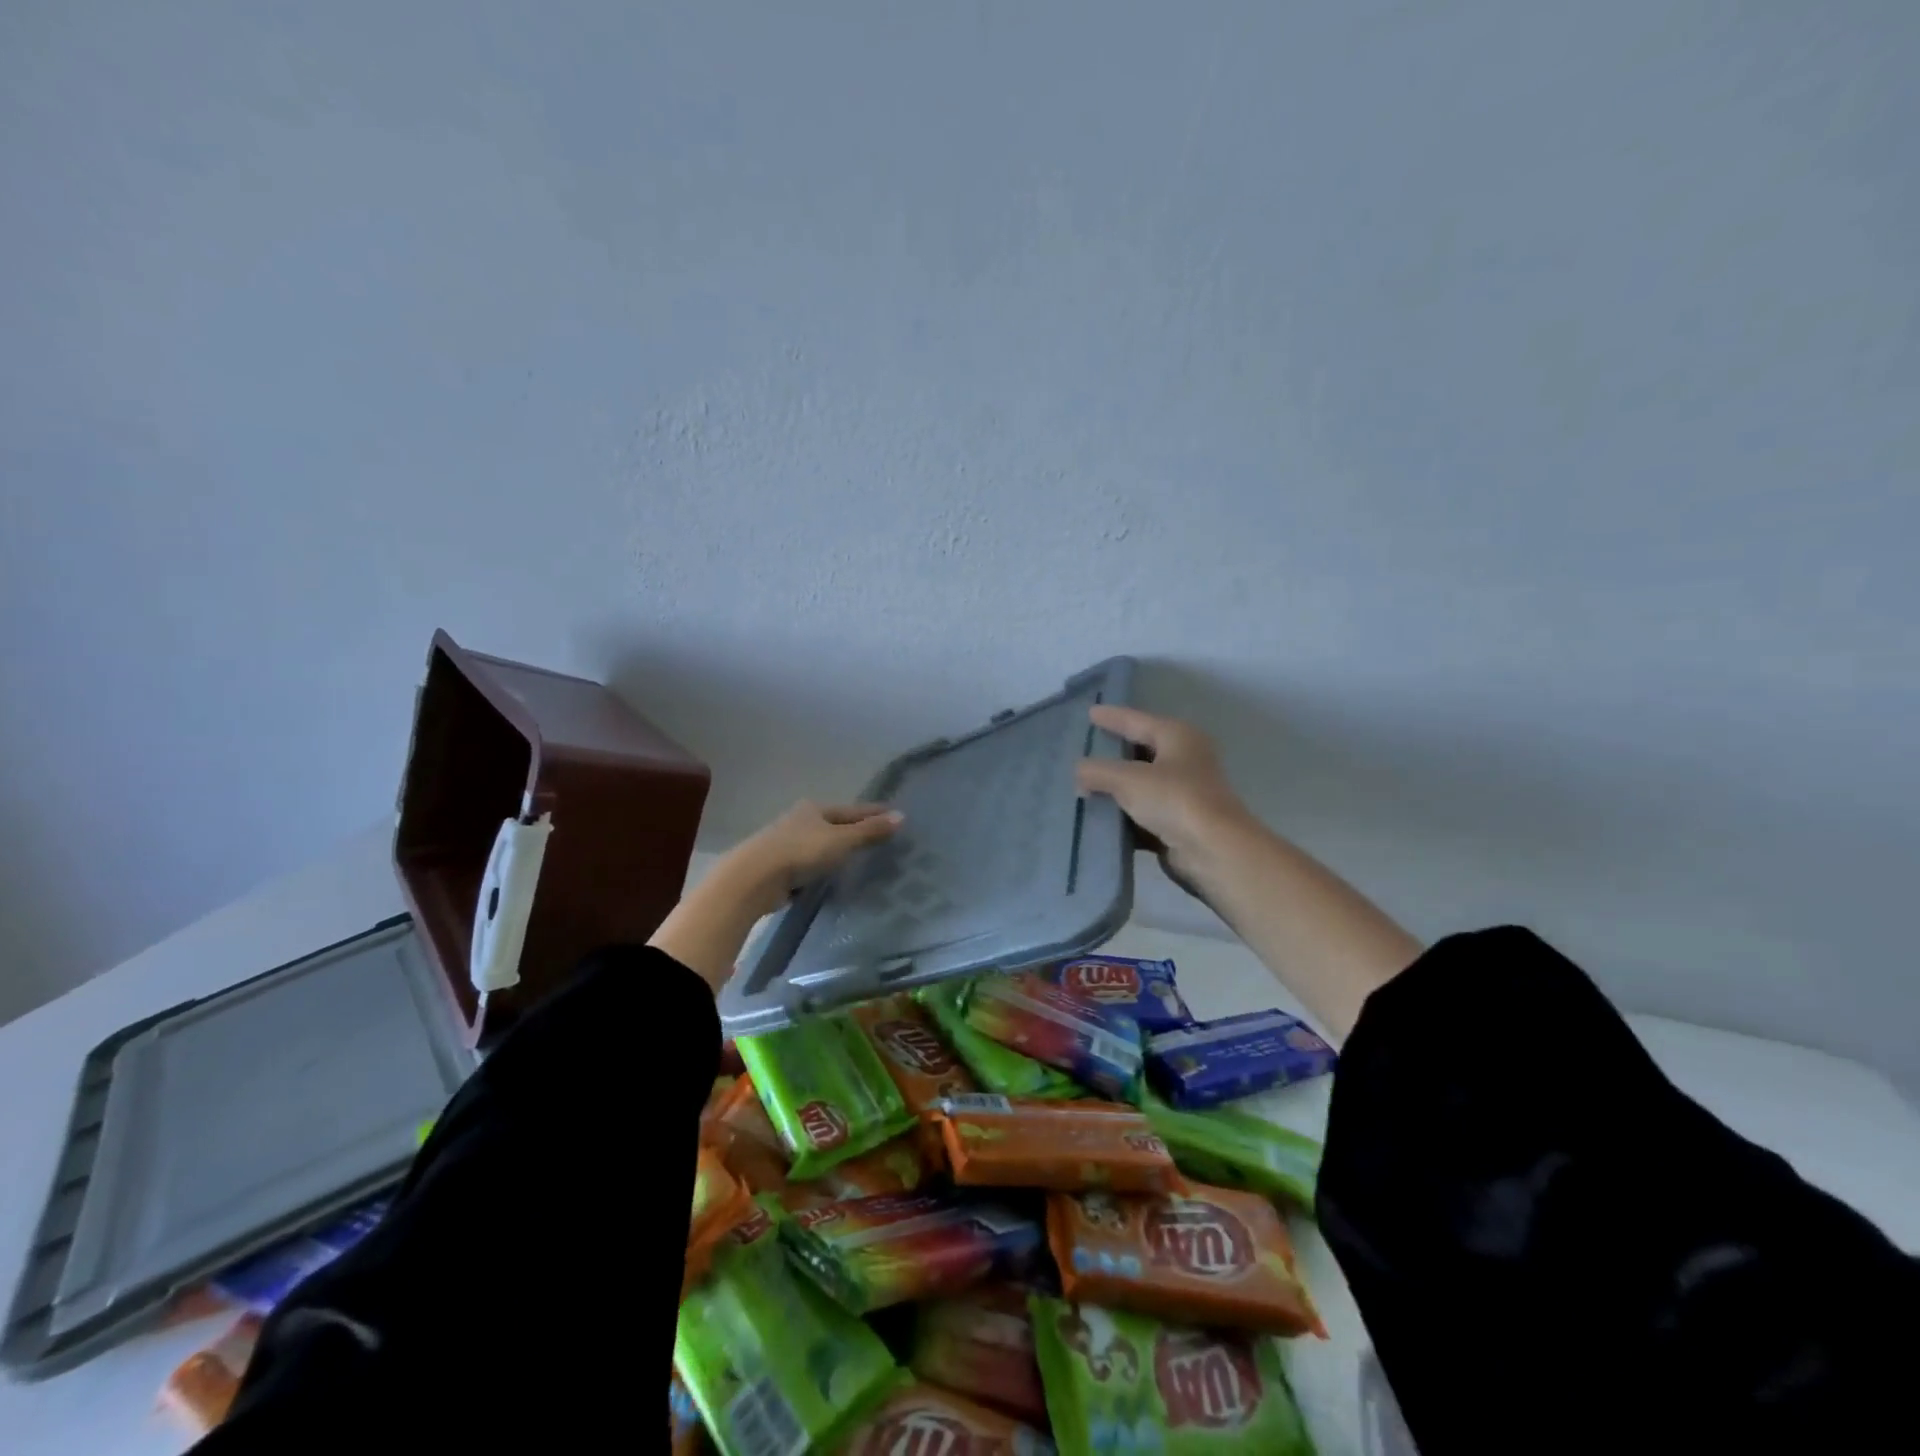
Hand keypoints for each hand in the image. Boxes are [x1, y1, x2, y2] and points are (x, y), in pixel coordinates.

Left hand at [721, 801, 903, 918]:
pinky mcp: (778, 868)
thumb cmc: (801, 852)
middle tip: (878, 837)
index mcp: (815, 808)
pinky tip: (831, 877)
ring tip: (858, 859)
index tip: (894, 814)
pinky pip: (809, 865)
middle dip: (854, 830)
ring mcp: (786, 844)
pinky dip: (822, 868)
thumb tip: (902, 816)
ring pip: (820, 844)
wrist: (753, 878)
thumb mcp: (841, 840)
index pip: (852, 810)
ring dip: (836, 851)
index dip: (873, 813)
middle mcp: (799, 821)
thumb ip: (870, 831)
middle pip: (834, 825)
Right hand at [1075, 705, 1249, 896]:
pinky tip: (1100, 816)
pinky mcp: (1180, 822)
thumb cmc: (1174, 799)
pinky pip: (1144, 811)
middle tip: (1084, 748)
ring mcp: (1184, 792)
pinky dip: (1124, 813)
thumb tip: (1079, 771)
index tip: (1089, 712)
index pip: (1137, 720)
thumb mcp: (1128, 779)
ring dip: (1116, 787)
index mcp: (1177, 736)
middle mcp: (1185, 759)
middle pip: (1141, 750)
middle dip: (1113, 752)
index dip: (1112, 716)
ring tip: (1083, 784)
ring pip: (1142, 783)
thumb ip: (1098, 771)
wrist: (1213, 850)